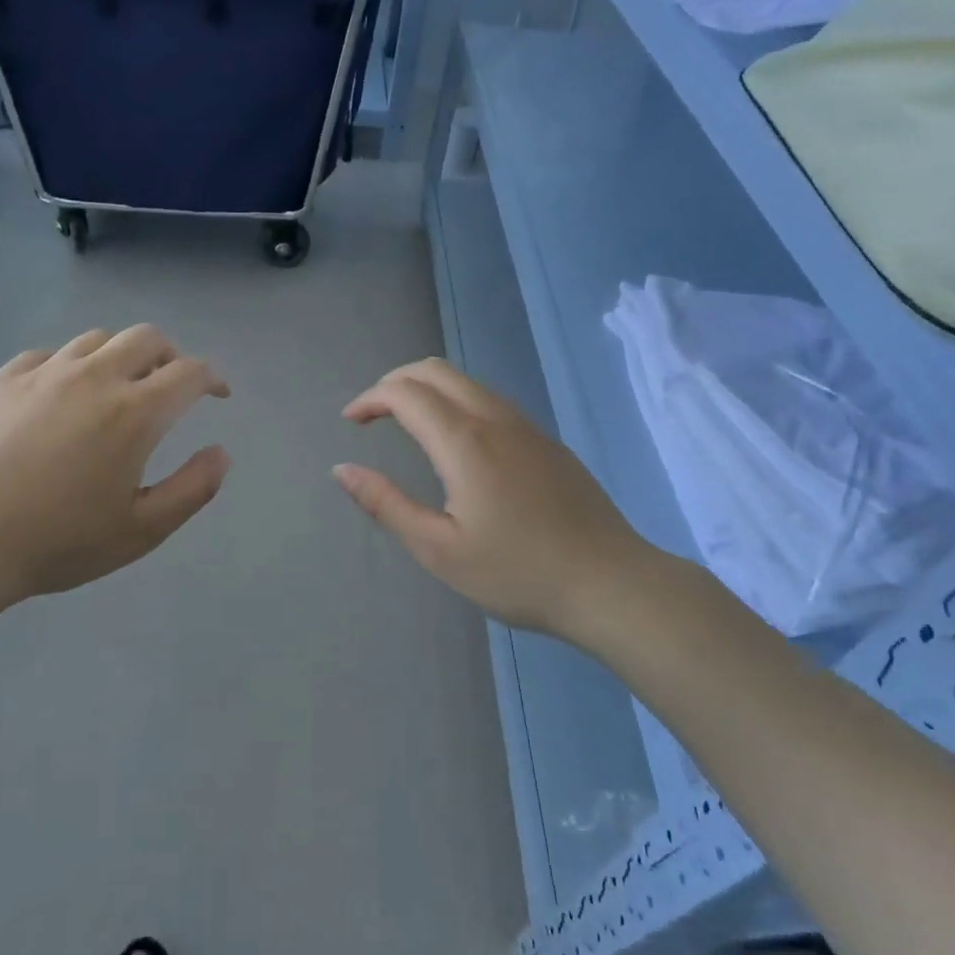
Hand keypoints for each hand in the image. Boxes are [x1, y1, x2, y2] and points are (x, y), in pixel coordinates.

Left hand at [0, 326, 230, 630]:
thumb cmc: (61, 541)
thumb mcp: (143, 530)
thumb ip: (193, 488)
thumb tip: (222, 453)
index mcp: (134, 413)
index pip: (189, 372)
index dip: (212, 378)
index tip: (217, 394)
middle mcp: (94, 378)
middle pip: (146, 338)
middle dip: (171, 355)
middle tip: (172, 384)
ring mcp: (44, 374)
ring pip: (97, 339)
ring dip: (121, 355)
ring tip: (119, 386)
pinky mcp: (4, 380)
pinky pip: (49, 355)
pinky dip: (71, 365)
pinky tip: (64, 393)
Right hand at [333, 359, 651, 645]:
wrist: (611, 584)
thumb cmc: (518, 573)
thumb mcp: (439, 550)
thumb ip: (386, 504)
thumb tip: (342, 470)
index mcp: (464, 442)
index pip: (405, 392)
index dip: (370, 398)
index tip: (350, 422)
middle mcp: (495, 419)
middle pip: (436, 370)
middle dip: (395, 381)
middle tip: (372, 414)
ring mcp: (527, 427)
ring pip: (467, 382)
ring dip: (428, 388)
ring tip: (407, 423)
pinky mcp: (548, 442)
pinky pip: (492, 400)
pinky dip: (457, 401)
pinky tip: (456, 443)